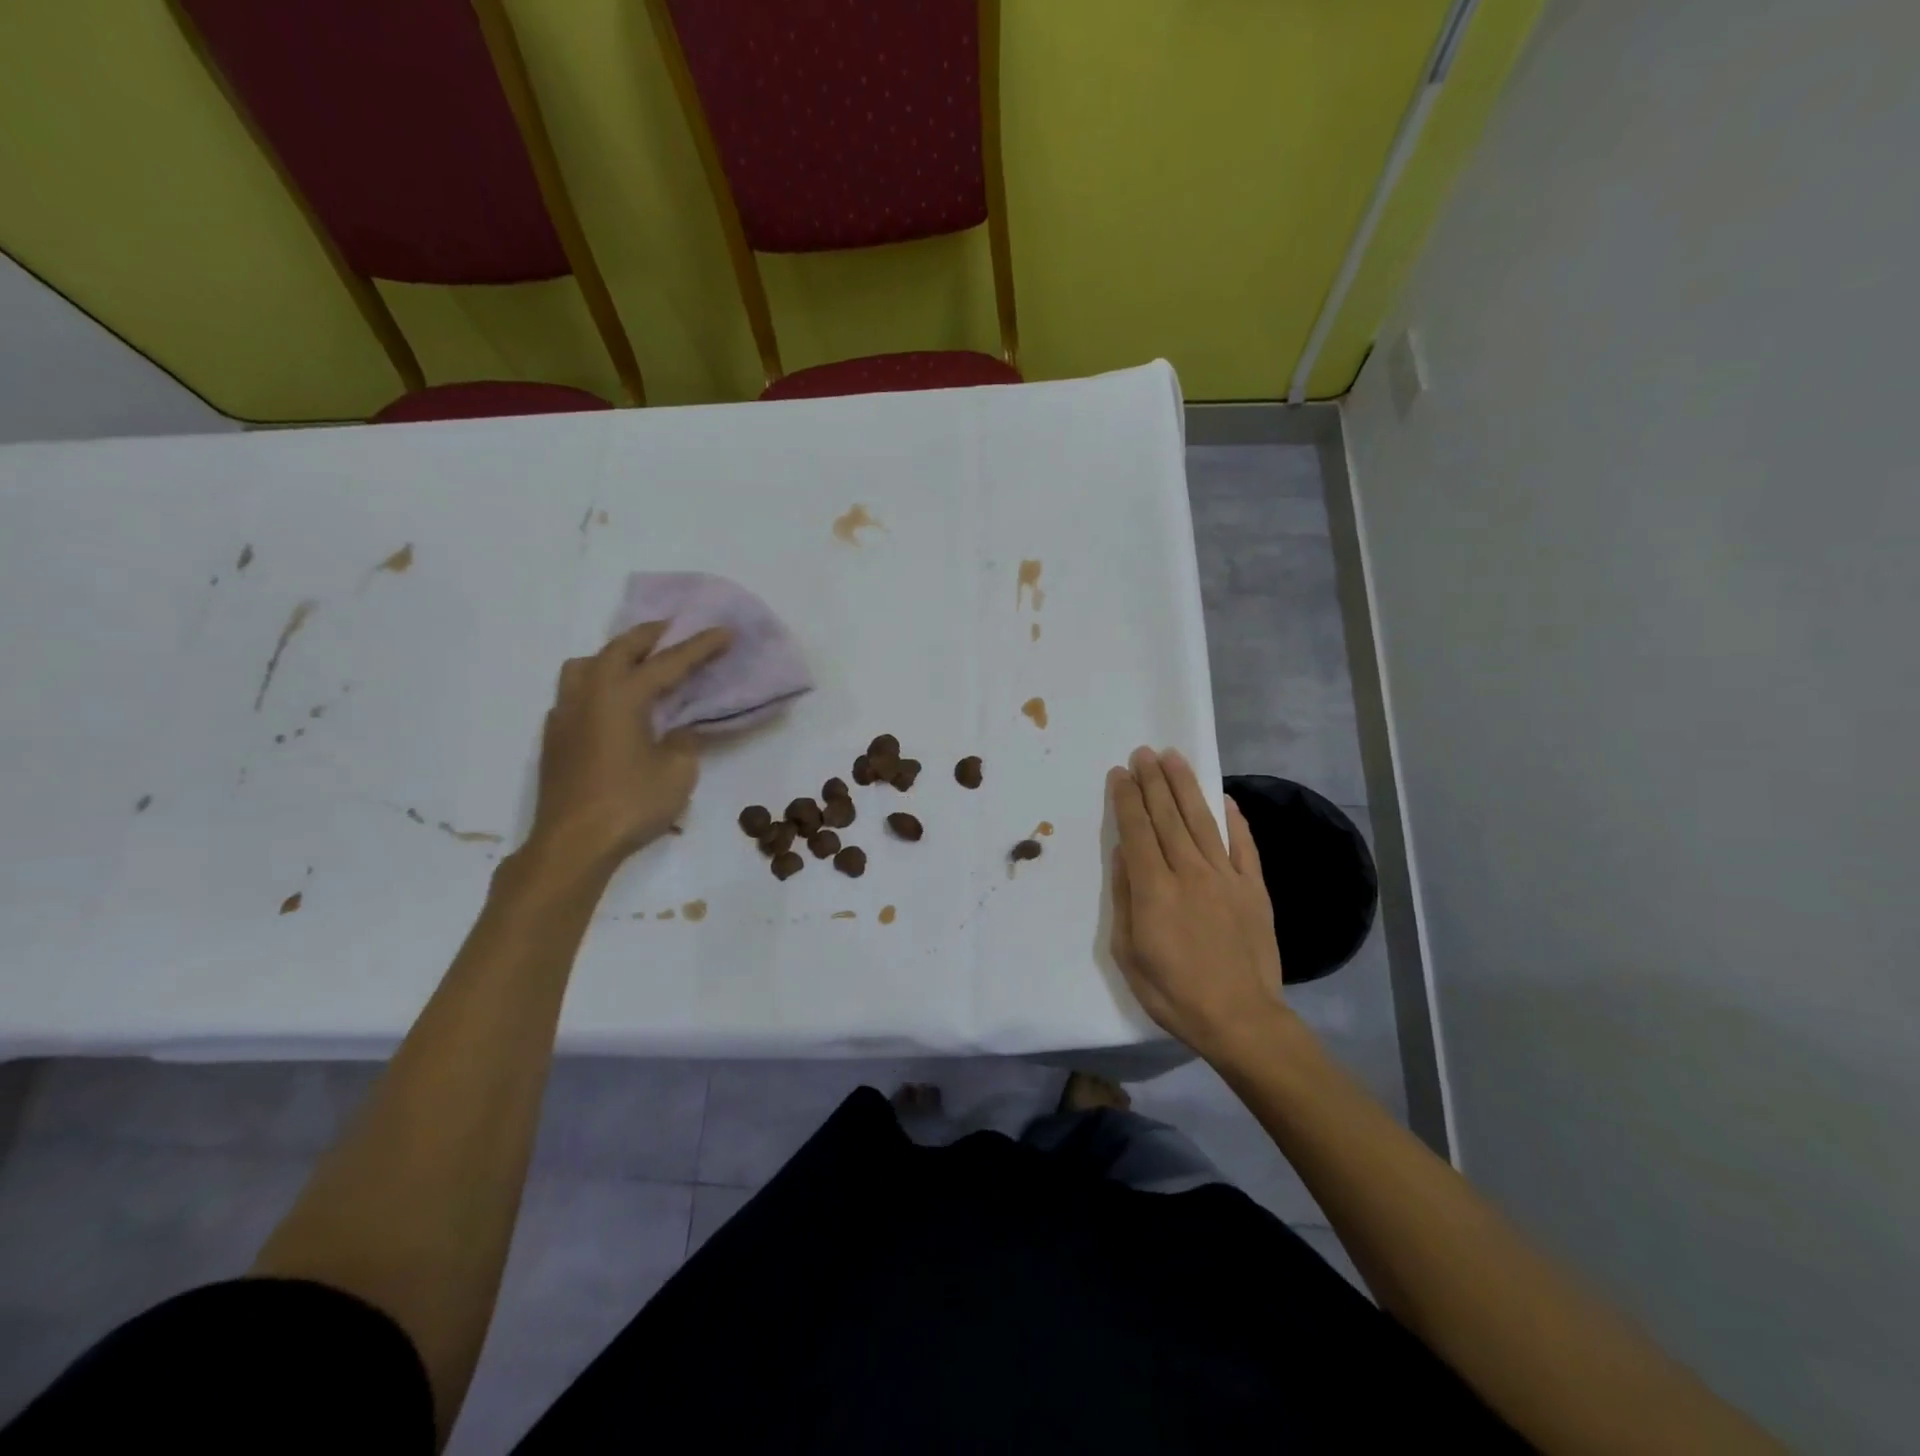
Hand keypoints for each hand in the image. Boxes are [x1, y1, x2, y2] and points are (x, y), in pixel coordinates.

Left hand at [526, 621, 730, 873]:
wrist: (573, 843)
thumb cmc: (631, 804)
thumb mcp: (677, 772)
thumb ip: (684, 741)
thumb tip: (679, 730)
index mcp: (622, 697)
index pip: (669, 663)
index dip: (700, 646)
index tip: (724, 631)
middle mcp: (590, 695)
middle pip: (619, 649)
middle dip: (650, 635)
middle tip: (674, 629)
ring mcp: (566, 715)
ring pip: (585, 665)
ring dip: (613, 655)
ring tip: (636, 663)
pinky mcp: (555, 737)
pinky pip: (574, 692)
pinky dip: (596, 684)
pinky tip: (611, 705)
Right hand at [1108, 747, 1291, 1060]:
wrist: (1240, 1019)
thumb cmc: (1173, 992)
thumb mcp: (1128, 954)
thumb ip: (1124, 899)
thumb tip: (1123, 856)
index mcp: (1154, 889)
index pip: (1136, 831)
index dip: (1126, 798)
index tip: (1119, 772)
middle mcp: (1189, 872)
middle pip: (1167, 816)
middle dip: (1152, 781)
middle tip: (1143, 752)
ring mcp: (1226, 877)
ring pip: (1202, 821)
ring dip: (1185, 786)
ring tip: (1173, 758)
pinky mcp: (1254, 889)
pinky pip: (1244, 846)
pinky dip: (1234, 820)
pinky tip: (1225, 799)